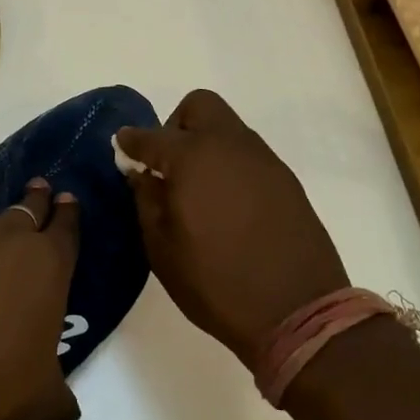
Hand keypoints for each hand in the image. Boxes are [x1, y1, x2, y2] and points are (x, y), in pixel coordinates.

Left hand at [0, 173, 81, 419]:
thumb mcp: (41, 402)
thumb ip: (59, 400)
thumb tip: (67, 416)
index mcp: (47, 265)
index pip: (66, 227)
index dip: (68, 212)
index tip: (66, 200)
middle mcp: (5, 234)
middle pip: (26, 202)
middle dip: (34, 196)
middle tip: (35, 192)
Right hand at [116, 90, 348, 369]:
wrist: (297, 312)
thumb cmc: (215, 283)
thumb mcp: (162, 249)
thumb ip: (146, 201)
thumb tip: (141, 173)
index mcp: (192, 159)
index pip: (151, 136)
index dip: (131, 141)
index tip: (122, 147)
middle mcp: (230, 146)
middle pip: (199, 107)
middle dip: (176, 125)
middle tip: (167, 164)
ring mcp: (263, 160)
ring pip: (227, 128)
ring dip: (205, 144)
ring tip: (197, 188)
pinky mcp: (286, 179)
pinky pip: (248, 155)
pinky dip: (229, 165)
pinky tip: (226, 203)